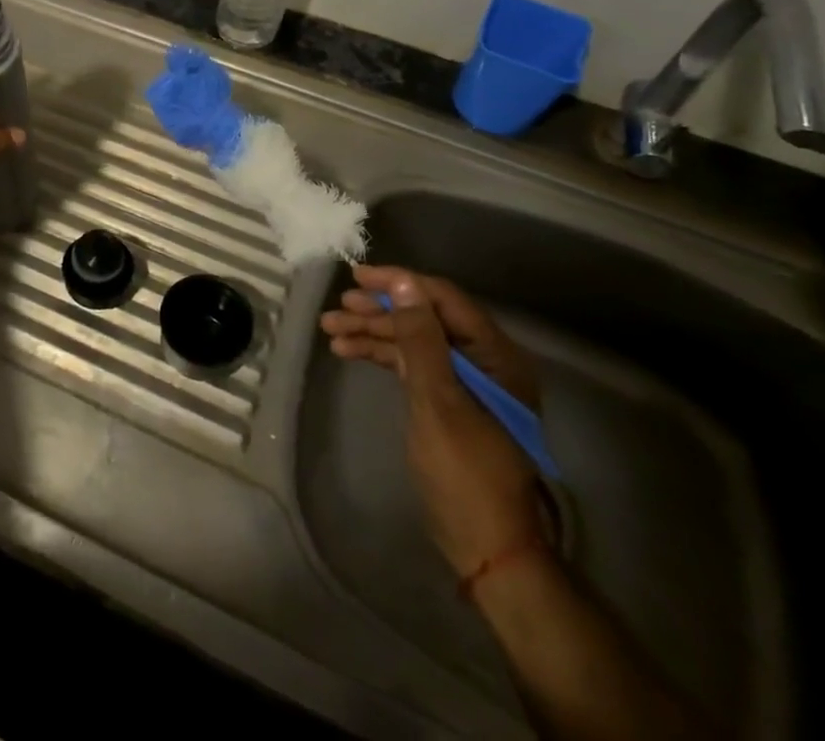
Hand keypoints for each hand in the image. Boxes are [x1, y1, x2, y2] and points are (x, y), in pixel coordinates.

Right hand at [320, 266, 547, 577]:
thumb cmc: (466, 470)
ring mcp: (464, 382)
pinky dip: (381, 356)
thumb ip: (420, 338)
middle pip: (423, 319)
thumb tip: (404, 284)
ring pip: (412, 341)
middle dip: (378, 311)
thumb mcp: (438, 399)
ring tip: (331, 330)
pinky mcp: (448, 401)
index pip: (442, 299)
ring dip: (373, 333)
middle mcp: (482, 360)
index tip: (357, 277)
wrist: (487, 547)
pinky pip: (411, 365)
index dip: (399, 284)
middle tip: (338, 308)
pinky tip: (349, 352)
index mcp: (493, 354)